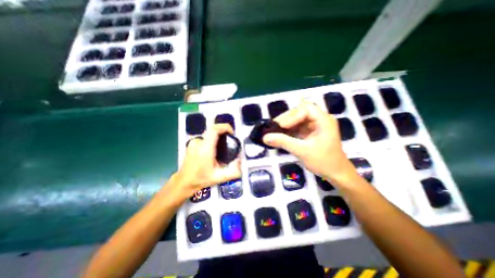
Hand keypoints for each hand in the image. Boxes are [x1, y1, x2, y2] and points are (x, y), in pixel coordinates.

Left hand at [171, 124, 242, 200]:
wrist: (184, 181)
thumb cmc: (200, 179)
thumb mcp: (219, 177)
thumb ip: (233, 172)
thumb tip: (239, 161)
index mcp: (205, 149)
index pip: (214, 129)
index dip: (224, 127)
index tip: (232, 132)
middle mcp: (199, 143)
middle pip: (213, 130)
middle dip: (224, 132)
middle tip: (230, 141)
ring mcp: (194, 142)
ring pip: (209, 134)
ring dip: (218, 137)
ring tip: (222, 148)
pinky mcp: (192, 143)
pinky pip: (205, 137)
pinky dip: (212, 140)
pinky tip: (214, 151)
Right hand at [265, 100, 357, 184]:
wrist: (335, 174)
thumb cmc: (323, 162)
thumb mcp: (302, 151)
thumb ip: (284, 142)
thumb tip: (265, 137)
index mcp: (324, 120)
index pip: (305, 110)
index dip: (291, 117)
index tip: (279, 127)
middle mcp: (320, 119)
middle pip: (300, 112)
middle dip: (286, 119)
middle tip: (274, 128)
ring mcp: (315, 125)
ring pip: (297, 119)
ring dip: (286, 125)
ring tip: (275, 131)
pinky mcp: (310, 132)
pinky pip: (297, 127)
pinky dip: (288, 131)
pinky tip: (281, 135)